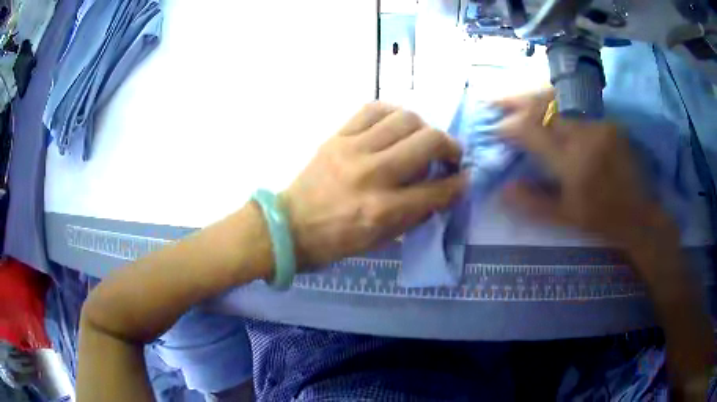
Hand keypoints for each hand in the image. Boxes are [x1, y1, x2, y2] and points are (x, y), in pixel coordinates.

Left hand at [281, 102, 465, 268]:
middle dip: (450, 146)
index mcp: (383, 210)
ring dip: (424, 127)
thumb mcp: (381, 240)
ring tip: (422, 138)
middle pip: (427, 142)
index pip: (437, 190)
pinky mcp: (337, 136)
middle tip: (450, 154)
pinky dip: (392, 113)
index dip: (459, 184)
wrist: (289, 226)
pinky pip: (372, 110)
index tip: (464, 178)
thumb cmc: (335, 241)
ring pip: (404, 119)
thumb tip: (441, 191)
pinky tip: (396, 125)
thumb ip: (415, 214)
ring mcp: (353, 150)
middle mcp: (373, 175)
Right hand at [497, 91, 674, 249]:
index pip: (532, 132)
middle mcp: (584, 136)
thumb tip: (503, 189)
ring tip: (515, 97)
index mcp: (572, 163)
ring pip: (559, 100)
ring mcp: (598, 125)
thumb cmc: (601, 219)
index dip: (509, 127)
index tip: (495, 129)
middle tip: (494, 101)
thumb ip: (533, 203)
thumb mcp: (565, 218)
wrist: (638, 213)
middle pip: (543, 106)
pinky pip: (576, 106)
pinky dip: (555, 103)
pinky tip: (546, 105)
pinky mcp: (608, 121)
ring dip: (533, 96)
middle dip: (514, 101)